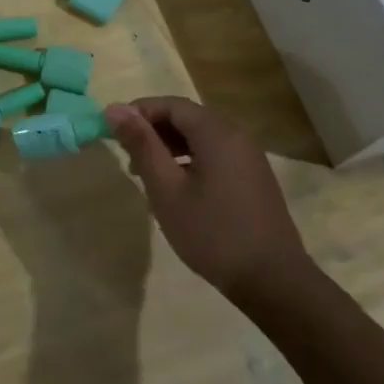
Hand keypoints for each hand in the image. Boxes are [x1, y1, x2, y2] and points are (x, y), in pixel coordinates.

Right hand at [104, 96, 314, 302]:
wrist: (271, 279)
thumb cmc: (211, 232)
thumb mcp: (166, 189)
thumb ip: (141, 145)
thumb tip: (115, 108)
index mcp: (216, 132)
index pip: (170, 104)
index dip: (138, 113)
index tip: (112, 134)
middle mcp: (237, 134)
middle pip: (187, 117)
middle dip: (153, 131)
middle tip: (128, 159)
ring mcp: (249, 156)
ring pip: (201, 136)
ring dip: (170, 146)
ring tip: (147, 175)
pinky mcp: (253, 176)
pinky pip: (215, 153)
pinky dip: (190, 159)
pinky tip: (177, 188)